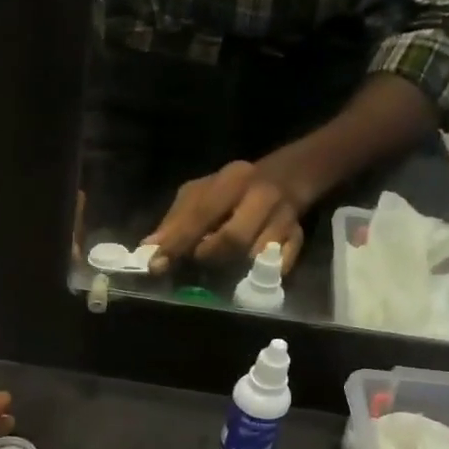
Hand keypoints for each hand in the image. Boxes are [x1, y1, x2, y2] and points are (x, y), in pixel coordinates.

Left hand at [144, 160, 308, 274]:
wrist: (290, 175)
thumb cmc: (233, 189)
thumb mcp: (201, 193)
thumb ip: (176, 220)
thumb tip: (148, 248)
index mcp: (232, 180)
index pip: (200, 214)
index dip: (177, 242)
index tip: (157, 266)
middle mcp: (261, 196)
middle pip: (233, 238)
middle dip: (210, 255)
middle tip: (199, 260)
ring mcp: (284, 217)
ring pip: (258, 255)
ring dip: (236, 267)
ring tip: (224, 267)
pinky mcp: (299, 237)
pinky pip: (282, 264)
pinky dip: (265, 273)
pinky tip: (252, 273)